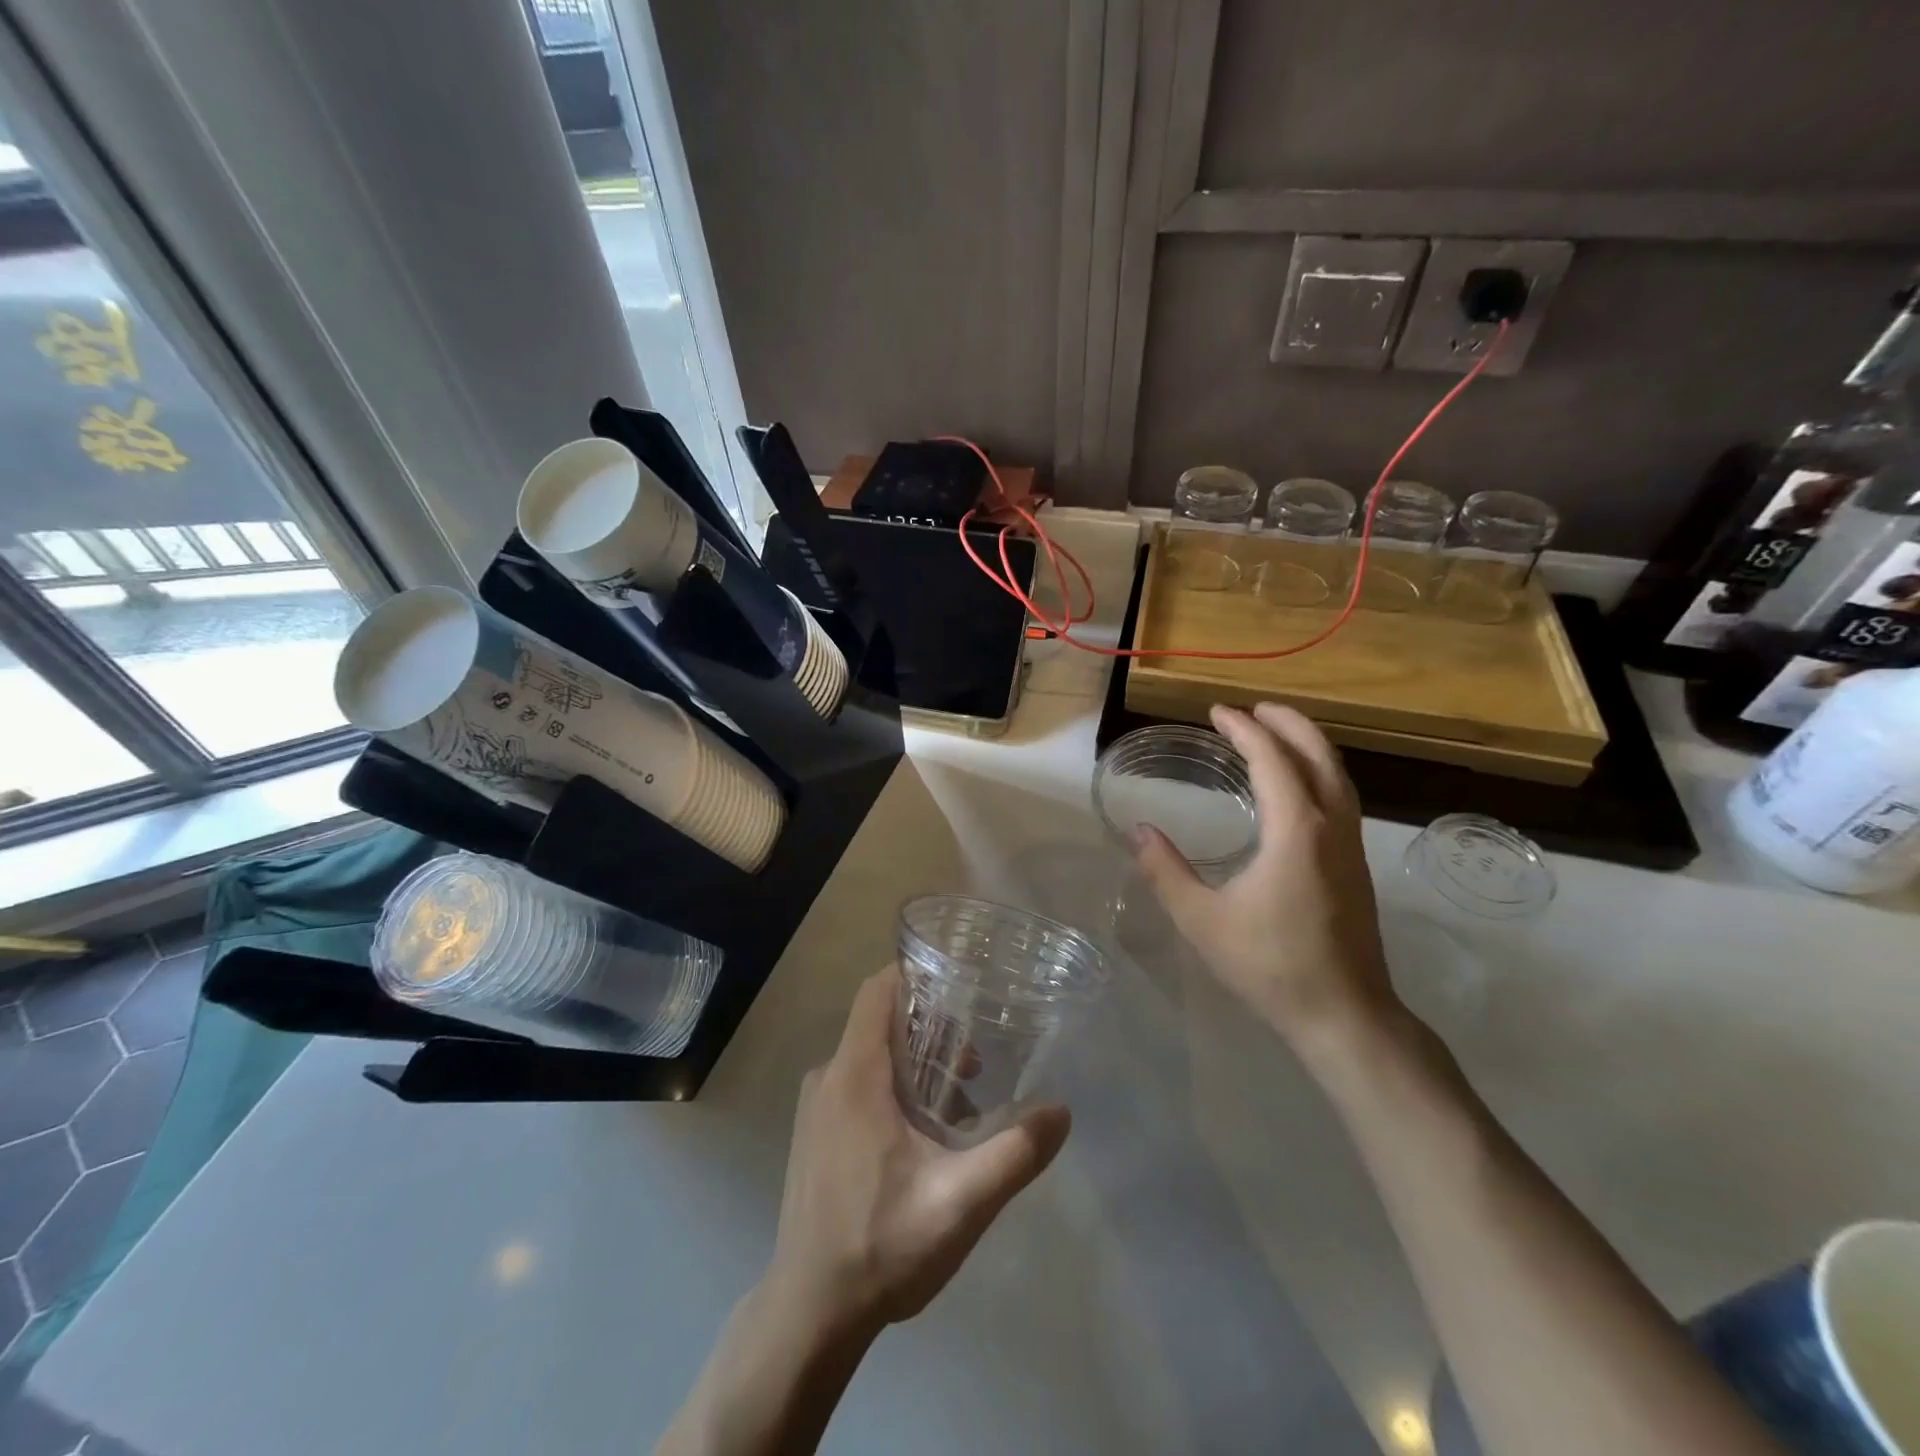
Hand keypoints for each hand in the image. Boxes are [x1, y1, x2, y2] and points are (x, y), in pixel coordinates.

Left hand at [765, 966, 1070, 1333]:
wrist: (810, 1312)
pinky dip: (893, 1087)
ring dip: (915, 1063)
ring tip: (962, 1102)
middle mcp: (829, 1077)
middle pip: (880, 1022)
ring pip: (870, 1055)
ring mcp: (817, 1106)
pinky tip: (926, 1135)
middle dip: (931, 1029)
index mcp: (855, 1074)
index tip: (961, 983)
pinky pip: (857, 1084)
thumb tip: (1061, 1112)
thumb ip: (1014, 1153)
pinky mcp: (816, 1133)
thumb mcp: (960, 1202)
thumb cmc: (881, 1246)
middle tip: (977, 1059)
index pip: (879, 989)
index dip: (918, 974)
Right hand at [1131, 703, 1395, 1048]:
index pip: (1273, 760)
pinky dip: (1317, 771)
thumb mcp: (1202, 920)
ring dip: (1306, 744)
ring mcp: (1351, 846)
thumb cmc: (1270, 965)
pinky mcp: (1356, 865)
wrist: (1345, 1015)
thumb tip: (1140, 831)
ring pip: (1337, 775)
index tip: (1217, 712)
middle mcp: (1332, 827)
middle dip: (1286, 723)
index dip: (1245, 730)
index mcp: (1297, 831)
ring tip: (1275, 732)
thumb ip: (1166, 872)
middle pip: (1318, 755)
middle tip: (1251, 708)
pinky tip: (1296, 787)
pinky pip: (1341, 796)